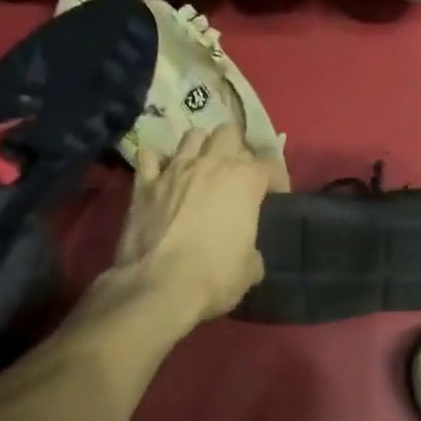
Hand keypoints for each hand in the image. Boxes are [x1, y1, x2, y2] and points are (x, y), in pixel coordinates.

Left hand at [94, 125, 279, 331]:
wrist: (159, 288)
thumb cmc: (214, 276)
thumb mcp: (251, 267)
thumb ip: (253, 247)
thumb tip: (247, 252)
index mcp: (245, 179)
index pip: (270, 162)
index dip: (276, 179)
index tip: (274, 196)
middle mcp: (212, 163)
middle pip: (230, 132)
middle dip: (236, 147)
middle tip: (236, 172)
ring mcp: (175, 169)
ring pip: (192, 135)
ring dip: (200, 147)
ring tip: (200, 167)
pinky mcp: (144, 183)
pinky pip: (149, 156)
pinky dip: (156, 162)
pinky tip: (160, 174)